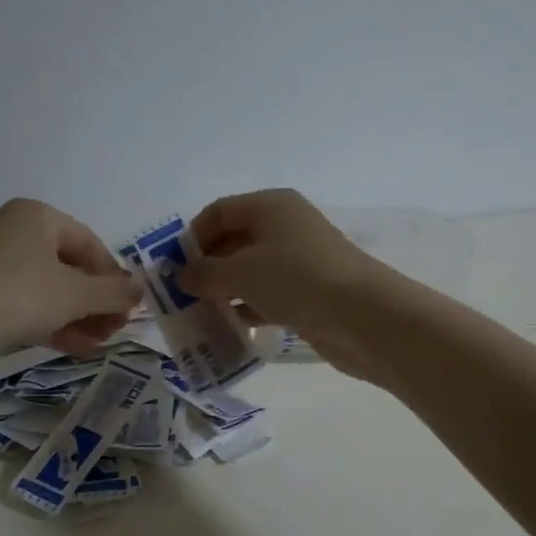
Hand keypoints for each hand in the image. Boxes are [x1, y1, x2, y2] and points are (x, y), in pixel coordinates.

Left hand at [0, 199, 139, 355]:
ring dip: (77, 316)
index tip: (127, 308)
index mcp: (36, 216)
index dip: (113, 276)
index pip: (89, 243)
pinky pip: (24, 306)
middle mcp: (12, 232)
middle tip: (114, 330)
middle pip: (68, 267)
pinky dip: (50, 323)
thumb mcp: (76, 293)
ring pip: (46, 290)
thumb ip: (113, 292)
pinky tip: (73, 347)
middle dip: (95, 301)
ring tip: (97, 344)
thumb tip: (139, 289)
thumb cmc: (18, 294)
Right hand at [178, 189, 391, 376]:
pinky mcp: (309, 292)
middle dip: (207, 268)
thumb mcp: (241, 273)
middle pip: (234, 241)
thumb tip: (182, 276)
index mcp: (271, 206)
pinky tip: (232, 328)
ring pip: (251, 272)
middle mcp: (286, 227)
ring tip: (200, 317)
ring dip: (225, 293)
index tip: (173, 268)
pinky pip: (269, 295)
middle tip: (181, 297)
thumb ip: (205, 273)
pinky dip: (249, 308)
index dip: (193, 236)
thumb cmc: (296, 279)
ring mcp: (300, 261)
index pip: (220, 211)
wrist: (363, 316)